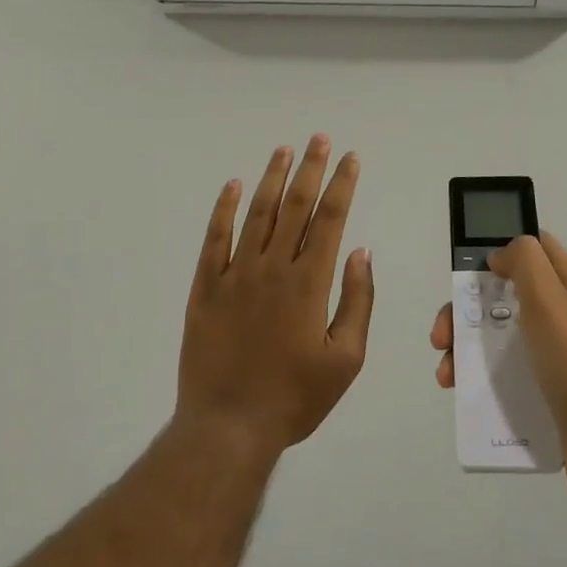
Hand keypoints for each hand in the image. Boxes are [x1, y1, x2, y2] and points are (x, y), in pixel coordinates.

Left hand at [177, 135, 374, 457]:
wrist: (227, 428)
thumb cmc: (294, 398)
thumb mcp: (345, 360)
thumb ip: (357, 302)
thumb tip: (361, 252)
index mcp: (309, 283)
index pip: (329, 219)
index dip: (341, 185)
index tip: (350, 159)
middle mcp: (272, 267)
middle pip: (295, 206)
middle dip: (310, 168)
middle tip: (319, 139)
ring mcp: (235, 274)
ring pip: (257, 213)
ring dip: (272, 179)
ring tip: (284, 151)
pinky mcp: (206, 287)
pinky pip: (215, 238)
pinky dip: (224, 209)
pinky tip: (232, 186)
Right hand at [432, 232, 566, 521]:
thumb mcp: (549, 297)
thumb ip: (524, 260)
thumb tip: (498, 254)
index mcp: (566, 285)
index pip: (533, 247)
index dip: (498, 247)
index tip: (466, 267)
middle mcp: (560, 314)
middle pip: (502, 295)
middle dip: (465, 309)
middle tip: (442, 335)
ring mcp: (553, 355)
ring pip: (498, 336)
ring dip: (465, 348)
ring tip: (447, 374)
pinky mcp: (545, 392)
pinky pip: (504, 375)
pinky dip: (478, 379)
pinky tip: (461, 393)